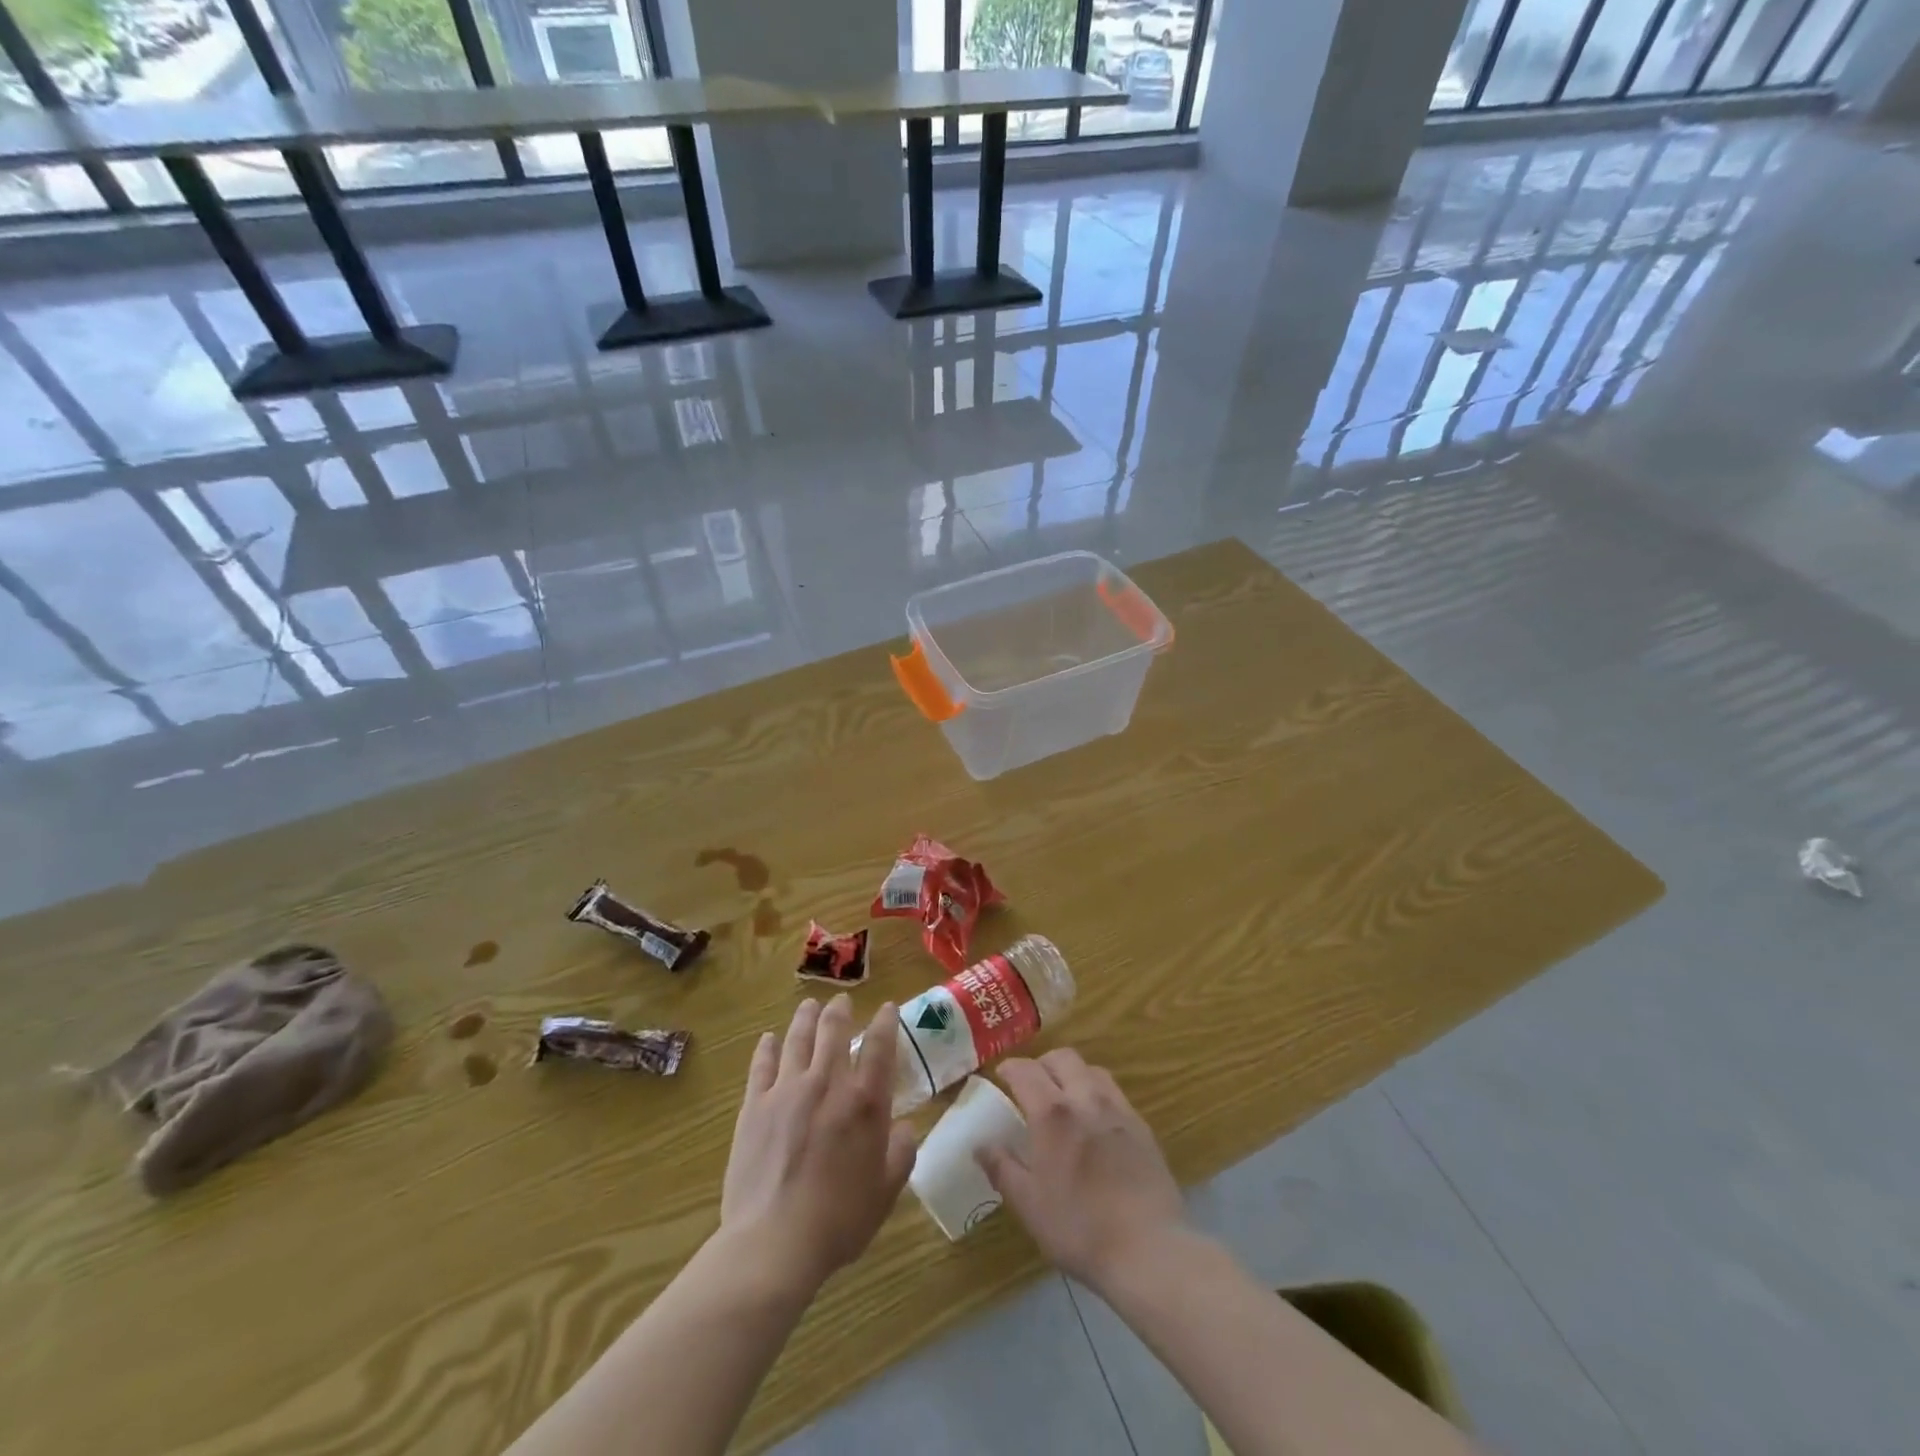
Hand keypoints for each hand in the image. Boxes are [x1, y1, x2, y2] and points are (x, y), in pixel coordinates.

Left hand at [720, 996, 918, 1291]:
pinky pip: (762, 1065)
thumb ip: (901, 1152)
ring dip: (806, 1017)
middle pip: (833, 1030)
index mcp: (865, 1100)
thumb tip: (903, 1127)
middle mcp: (828, 1082)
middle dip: (840, 1010)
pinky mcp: (754, 1105)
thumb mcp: (886, 1191)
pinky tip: (769, 1039)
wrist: (774, 1242)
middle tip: (841, 1001)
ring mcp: (787, 1090)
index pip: (879, 1044)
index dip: (885, 1020)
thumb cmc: (839, 1220)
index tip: (887, 1007)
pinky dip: (767, 1047)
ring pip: (798, 1038)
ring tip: (809, 1006)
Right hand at [978, 1049, 1187, 1290]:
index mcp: (1052, 1113)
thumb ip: (1002, 1168)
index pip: (1026, 1070)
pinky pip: (1115, 1094)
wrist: (1148, 1249)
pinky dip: (1098, 1094)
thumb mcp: (1028, 1205)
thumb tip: (981, 1145)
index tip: (1001, 1076)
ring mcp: (1118, 1110)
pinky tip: (1096, 1122)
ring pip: (1092, 1070)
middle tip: (1032, 1085)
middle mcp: (1085, 1098)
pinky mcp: (1142, 1127)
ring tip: (1065, 1098)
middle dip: (1043, 1063)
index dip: (1010, 1068)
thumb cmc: (1079, 1227)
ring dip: (1073, 1074)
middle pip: (1063, 1058)